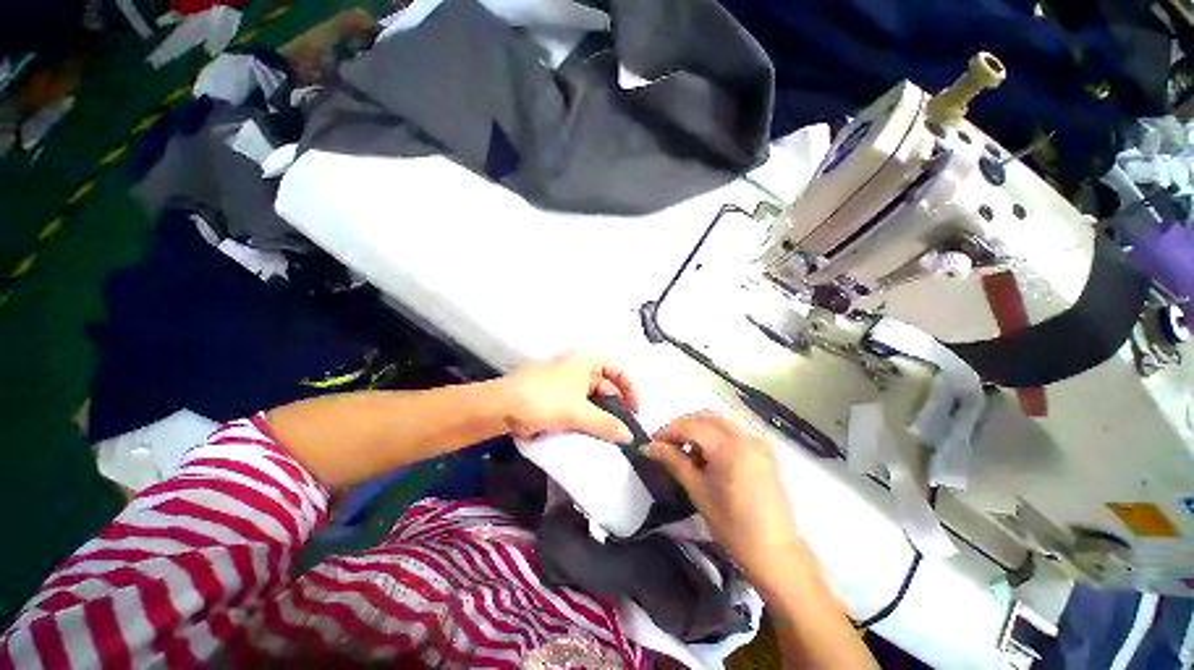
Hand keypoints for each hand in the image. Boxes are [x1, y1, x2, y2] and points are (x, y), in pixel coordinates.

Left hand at [497, 352, 638, 442]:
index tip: (635, 413)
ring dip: (601, 416)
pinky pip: (580, 407)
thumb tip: (630, 436)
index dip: (630, 390)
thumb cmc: (544, 400)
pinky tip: (592, 435)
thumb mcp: (578, 412)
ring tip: (610, 437)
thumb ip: (606, 424)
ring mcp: (567, 383)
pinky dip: (587, 419)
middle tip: (623, 431)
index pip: (618, 371)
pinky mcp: (557, 397)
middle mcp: (580, 368)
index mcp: (587, 361)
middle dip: (616, 407)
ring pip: (593, 399)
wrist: (502, 406)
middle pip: (607, 386)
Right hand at [646, 412, 803, 578]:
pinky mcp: (763, 450)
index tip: (652, 442)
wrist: (775, 552)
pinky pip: (733, 430)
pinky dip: (715, 433)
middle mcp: (745, 436)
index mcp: (729, 447)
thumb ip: (673, 462)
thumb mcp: (698, 492)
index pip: (691, 426)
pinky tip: (707, 453)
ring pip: (719, 420)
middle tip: (666, 444)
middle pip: (705, 416)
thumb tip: (648, 446)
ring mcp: (757, 441)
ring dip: (698, 427)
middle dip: (682, 426)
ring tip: (685, 449)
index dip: (668, 430)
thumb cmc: (732, 527)